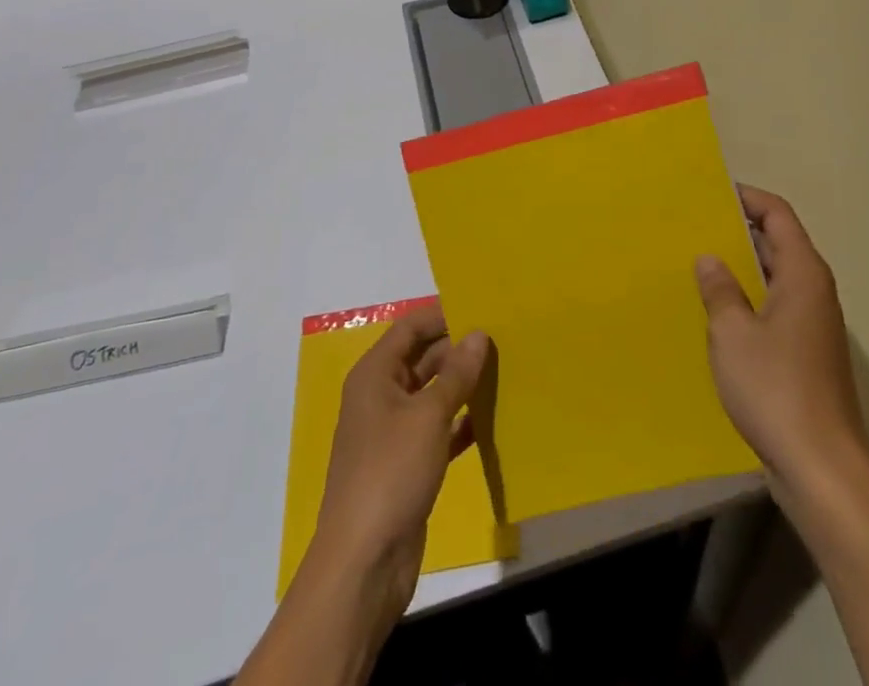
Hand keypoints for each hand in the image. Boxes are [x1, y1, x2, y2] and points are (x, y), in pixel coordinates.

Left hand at [303, 307, 488, 629]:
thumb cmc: (391, 472)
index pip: (410, 328)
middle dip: (457, 349)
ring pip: (432, 395)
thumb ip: (456, 373)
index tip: (481, 306)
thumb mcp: (428, 415)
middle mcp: (381, 397)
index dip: (442, 314)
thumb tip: (478, 334)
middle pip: (422, 359)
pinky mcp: (408, 465)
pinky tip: (492, 417)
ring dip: (463, 385)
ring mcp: (393, 433)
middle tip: (502, 338)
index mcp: (375, 375)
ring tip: (504, 370)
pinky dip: (461, 422)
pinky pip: (438, 430)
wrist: (364, 562)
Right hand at [695, 186, 868, 503]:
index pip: (778, 215)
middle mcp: (815, 292)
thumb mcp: (732, 333)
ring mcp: (815, 326)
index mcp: (804, 274)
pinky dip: (750, 302)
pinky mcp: (809, 356)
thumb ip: (720, 289)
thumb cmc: (776, 388)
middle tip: (695, 228)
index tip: (711, 192)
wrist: (823, 470)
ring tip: (699, 266)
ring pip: (776, 279)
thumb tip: (710, 258)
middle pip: (779, 243)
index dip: (748, 197)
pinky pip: (776, 310)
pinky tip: (718, 316)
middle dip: (740, 232)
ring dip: (742, 270)